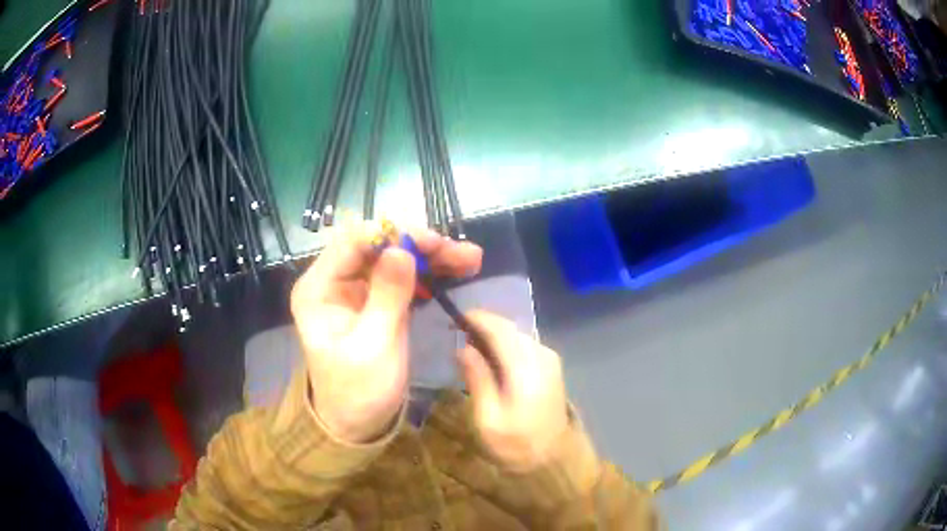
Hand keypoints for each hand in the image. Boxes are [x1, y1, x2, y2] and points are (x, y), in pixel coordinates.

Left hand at [291, 224, 482, 443]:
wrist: (357, 423)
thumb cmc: (358, 391)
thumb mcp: (373, 345)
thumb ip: (387, 296)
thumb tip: (402, 250)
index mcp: (318, 288)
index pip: (352, 242)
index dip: (392, 235)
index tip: (432, 242)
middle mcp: (334, 281)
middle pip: (378, 246)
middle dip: (419, 245)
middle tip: (461, 251)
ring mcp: (356, 290)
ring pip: (394, 257)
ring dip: (431, 256)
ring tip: (469, 258)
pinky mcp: (376, 300)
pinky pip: (403, 277)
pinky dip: (429, 273)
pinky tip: (456, 270)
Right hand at [458, 311, 569, 470]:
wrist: (553, 459)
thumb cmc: (516, 444)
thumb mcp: (487, 419)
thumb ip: (477, 379)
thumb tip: (463, 348)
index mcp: (526, 368)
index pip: (500, 329)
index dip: (476, 319)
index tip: (453, 319)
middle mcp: (542, 356)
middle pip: (510, 328)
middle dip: (483, 325)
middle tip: (457, 333)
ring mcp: (550, 360)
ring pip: (517, 334)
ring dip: (494, 335)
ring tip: (470, 345)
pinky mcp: (551, 367)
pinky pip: (525, 344)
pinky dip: (506, 344)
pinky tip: (492, 357)